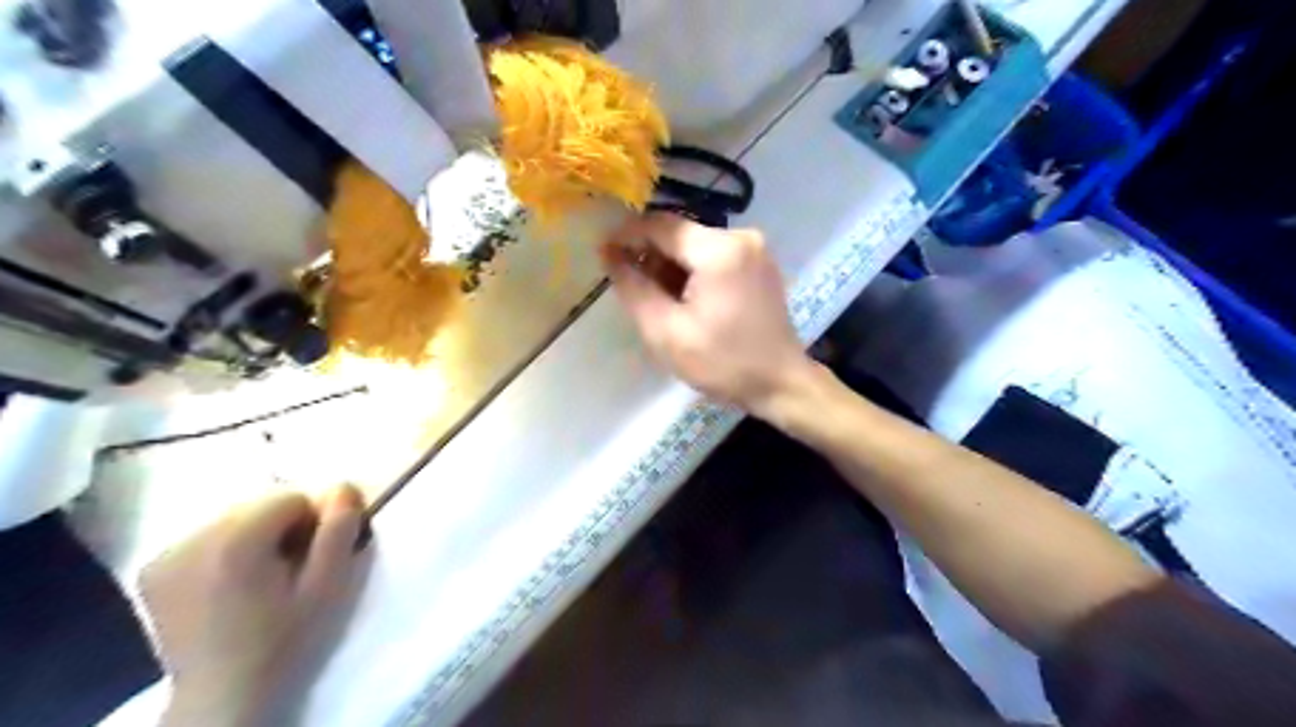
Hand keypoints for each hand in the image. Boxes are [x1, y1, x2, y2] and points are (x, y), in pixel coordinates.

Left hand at [143, 482, 368, 726]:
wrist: (223, 696)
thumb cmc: (285, 639)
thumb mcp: (329, 586)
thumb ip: (339, 531)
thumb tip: (343, 486)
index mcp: (236, 542)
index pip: (290, 497)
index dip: (311, 523)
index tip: (310, 558)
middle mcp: (192, 539)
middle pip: (259, 505)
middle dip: (282, 527)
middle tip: (288, 569)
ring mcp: (166, 555)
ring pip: (233, 518)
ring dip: (256, 536)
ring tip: (260, 578)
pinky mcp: (153, 570)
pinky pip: (206, 536)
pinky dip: (226, 548)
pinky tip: (229, 583)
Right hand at [603, 214, 813, 415]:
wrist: (780, 383)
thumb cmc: (723, 363)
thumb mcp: (666, 332)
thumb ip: (634, 289)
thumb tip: (610, 255)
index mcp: (720, 250)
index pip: (661, 225)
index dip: (627, 235)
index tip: (603, 253)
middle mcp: (741, 237)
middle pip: (680, 233)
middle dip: (650, 254)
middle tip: (630, 285)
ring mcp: (754, 248)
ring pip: (695, 244)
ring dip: (670, 264)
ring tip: (657, 298)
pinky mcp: (759, 262)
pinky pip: (714, 254)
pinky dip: (692, 270)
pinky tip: (684, 298)